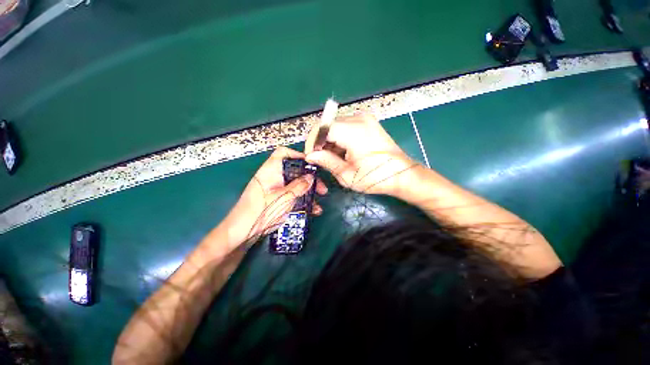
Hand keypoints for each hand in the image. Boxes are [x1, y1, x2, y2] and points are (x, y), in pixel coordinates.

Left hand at [224, 147, 327, 245]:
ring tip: (319, 203)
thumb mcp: (284, 197)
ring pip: (296, 186)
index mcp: (271, 170)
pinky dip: (302, 202)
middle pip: (294, 171)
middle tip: (322, 189)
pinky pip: (293, 197)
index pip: (283, 153)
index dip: (298, 155)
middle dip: (310, 179)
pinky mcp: (278, 200)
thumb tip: (311, 177)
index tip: (312, 165)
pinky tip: (313, 211)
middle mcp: (274, 177)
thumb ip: (299, 186)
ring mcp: (276, 189)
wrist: (242, 233)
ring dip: (308, 193)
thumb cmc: (261, 211)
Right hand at [305, 113, 418, 195]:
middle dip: (320, 142)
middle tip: (320, 159)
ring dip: (330, 141)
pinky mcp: (368, 122)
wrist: (402, 175)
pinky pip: (346, 126)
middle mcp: (358, 118)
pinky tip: (343, 153)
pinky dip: (340, 138)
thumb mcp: (347, 174)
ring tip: (332, 159)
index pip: (322, 128)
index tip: (310, 156)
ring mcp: (365, 118)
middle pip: (328, 125)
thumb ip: (326, 161)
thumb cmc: (375, 178)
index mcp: (353, 131)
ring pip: (336, 126)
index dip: (312, 141)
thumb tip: (310, 155)